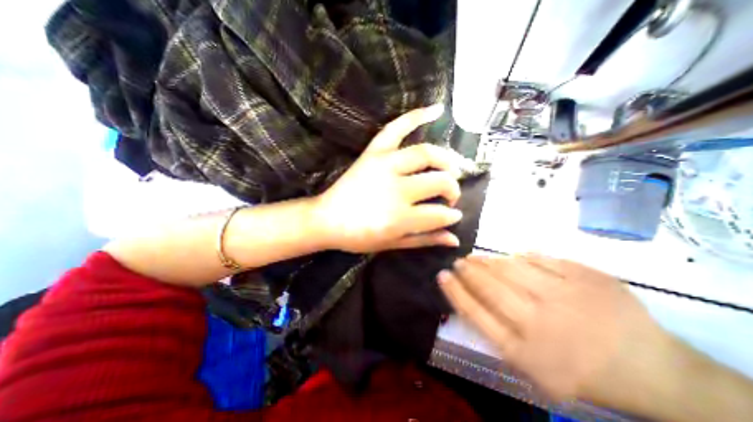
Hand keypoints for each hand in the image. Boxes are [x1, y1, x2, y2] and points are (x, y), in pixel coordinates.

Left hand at [309, 104, 467, 253]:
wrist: (326, 220)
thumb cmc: (358, 237)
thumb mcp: (392, 244)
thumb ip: (424, 240)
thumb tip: (455, 239)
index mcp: (400, 218)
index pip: (439, 214)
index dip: (451, 216)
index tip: (453, 216)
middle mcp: (396, 189)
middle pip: (438, 181)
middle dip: (452, 188)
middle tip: (451, 195)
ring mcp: (384, 166)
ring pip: (425, 154)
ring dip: (445, 159)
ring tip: (451, 167)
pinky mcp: (373, 153)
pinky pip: (395, 129)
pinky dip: (415, 117)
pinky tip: (437, 110)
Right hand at [436, 254, 669, 405]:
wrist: (653, 372)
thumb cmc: (579, 371)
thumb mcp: (530, 366)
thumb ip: (496, 331)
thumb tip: (471, 293)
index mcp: (525, 350)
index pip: (475, 313)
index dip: (454, 291)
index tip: (441, 275)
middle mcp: (540, 321)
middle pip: (489, 286)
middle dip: (468, 270)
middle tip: (458, 261)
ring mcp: (564, 296)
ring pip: (510, 268)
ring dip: (488, 261)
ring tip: (478, 257)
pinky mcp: (585, 277)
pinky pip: (540, 259)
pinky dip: (522, 256)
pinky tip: (513, 256)